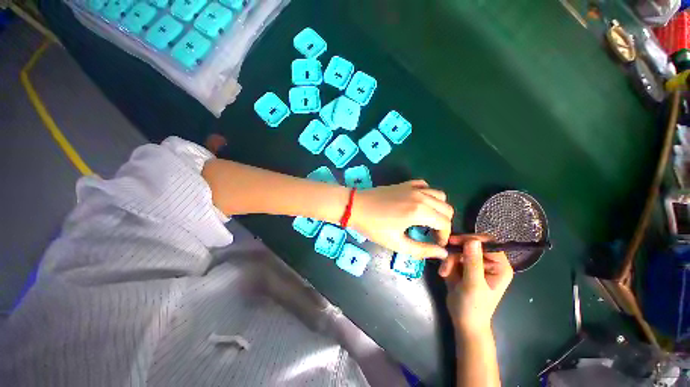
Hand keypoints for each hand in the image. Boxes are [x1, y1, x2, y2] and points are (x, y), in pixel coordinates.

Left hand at [350, 180, 452, 258]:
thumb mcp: (396, 243)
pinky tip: (420, 203)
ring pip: (439, 195)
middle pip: (446, 208)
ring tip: (428, 219)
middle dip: (444, 223)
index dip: (444, 236)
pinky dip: (428, 194)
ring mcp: (412, 187)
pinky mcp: (405, 184)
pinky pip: (425, 185)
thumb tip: (442, 253)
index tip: (436, 243)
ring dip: (439, 208)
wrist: (356, 207)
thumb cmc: (373, 226)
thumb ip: (421, 250)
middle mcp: (420, 196)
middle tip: (432, 233)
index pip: (445, 223)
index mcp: (419, 212)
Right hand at [440, 235, 512, 335]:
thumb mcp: (473, 284)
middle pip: (470, 245)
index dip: (471, 240)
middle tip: (445, 260)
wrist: (463, 321)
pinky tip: (444, 274)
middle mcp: (488, 263)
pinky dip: (446, 264)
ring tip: (444, 273)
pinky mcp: (463, 267)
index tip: (454, 242)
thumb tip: (472, 240)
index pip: (488, 243)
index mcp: (499, 266)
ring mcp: (475, 264)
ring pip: (458, 251)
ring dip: (449, 260)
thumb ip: (473, 262)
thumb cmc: (473, 306)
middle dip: (456, 253)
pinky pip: (452, 257)